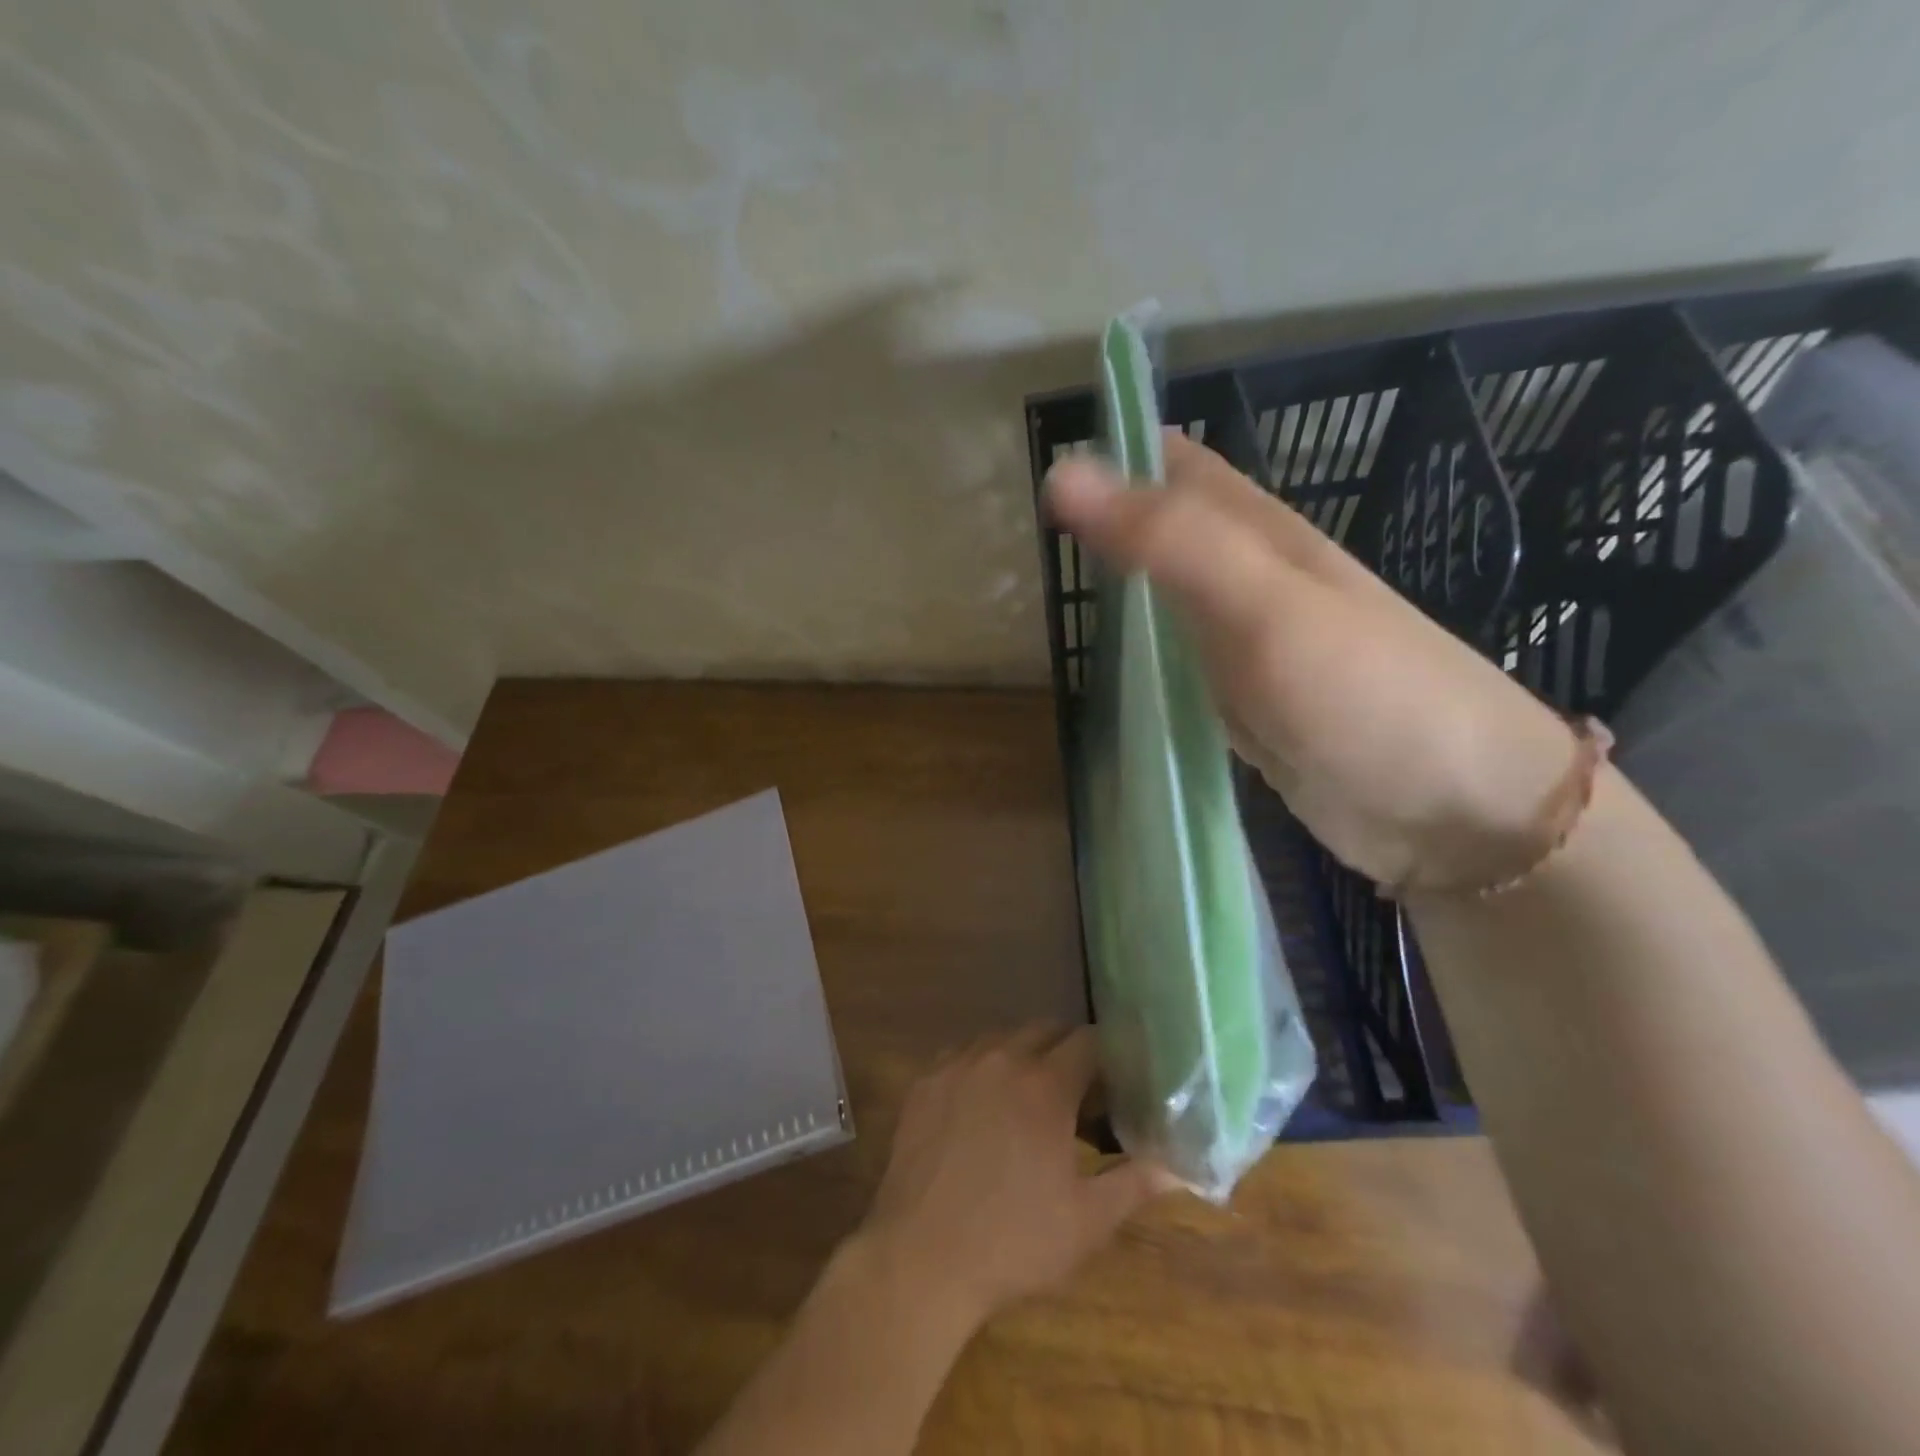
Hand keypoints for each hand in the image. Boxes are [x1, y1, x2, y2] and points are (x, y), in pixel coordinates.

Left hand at [856, 1024, 1172, 1328]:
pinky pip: (963, 1053)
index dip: (1107, 1055)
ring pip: (1001, 1037)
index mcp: (1044, 1084)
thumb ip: (1135, 1183)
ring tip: (1030, 1094)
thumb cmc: (1013, 1241)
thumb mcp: (1086, 1221)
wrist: (921, 1257)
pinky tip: (983, 1102)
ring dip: (1023, 1053)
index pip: (1087, 1041)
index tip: (1116, 1078)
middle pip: (1044, 1029)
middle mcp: (1000, 1058)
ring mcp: (957, 1065)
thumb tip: (1178, 1166)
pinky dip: (982, 1065)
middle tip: (1078, 1090)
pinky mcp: (924, 1080)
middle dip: (1067, 1049)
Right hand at [1047, 431, 1575, 891]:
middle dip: (1097, 526)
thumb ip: (1170, 539)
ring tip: (1043, 593)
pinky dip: (1133, 653)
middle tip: (1022, 542)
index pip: (1172, 465)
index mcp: (1259, 532)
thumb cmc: (1365, 694)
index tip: (1033, 475)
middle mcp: (1248, 577)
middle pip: (1159, 531)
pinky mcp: (1238, 703)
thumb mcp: (1265, 605)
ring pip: (1160, 596)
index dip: (1108, 455)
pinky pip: (1172, 660)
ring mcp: (1243, 644)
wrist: (1451, 811)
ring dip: (1110, 588)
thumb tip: (1064, 472)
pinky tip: (1099, 663)